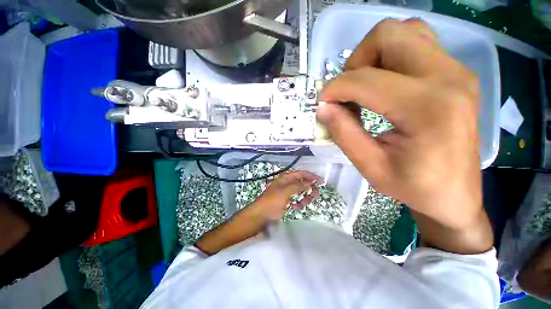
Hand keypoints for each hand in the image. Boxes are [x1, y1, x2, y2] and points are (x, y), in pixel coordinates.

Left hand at [252, 171, 322, 220]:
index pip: (301, 174)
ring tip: (303, 204)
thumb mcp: (285, 192)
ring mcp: (287, 193)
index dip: (311, 176)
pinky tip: (295, 207)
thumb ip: (298, 186)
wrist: (261, 215)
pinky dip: (299, 203)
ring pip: (301, 192)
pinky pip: (297, 200)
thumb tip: (309, 183)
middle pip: (302, 183)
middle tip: (316, 195)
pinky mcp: (287, 201)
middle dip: (310, 188)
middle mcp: (287, 184)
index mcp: (286, 178)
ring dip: (305, 197)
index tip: (321, 182)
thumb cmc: (272, 201)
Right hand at [316, 19, 491, 252]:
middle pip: (389, 34)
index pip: (365, 80)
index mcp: (427, 108)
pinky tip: (384, 86)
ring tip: (365, 87)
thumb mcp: (370, 167)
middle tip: (348, 92)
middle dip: (356, 61)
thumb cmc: (415, 187)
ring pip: (404, 32)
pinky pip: (416, 44)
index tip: (322, 103)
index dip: (335, 88)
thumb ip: (344, 133)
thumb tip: (323, 108)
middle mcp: (447, 77)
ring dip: (374, 55)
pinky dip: (390, 57)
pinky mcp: (455, 73)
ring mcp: (455, 70)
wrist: (456, 194)